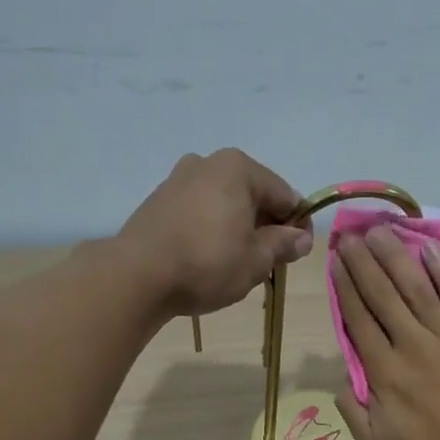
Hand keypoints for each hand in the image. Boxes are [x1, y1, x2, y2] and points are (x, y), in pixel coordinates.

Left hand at [118, 149, 314, 315]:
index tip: (298, 253)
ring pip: (225, 203)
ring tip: (238, 263)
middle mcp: (208, 163)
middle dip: (266, 225)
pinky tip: (209, 258)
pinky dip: (212, 229)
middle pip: (253, 195)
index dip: (297, 225)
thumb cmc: (208, 263)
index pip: (285, 195)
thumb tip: (301, 238)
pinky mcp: (159, 201)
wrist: (137, 276)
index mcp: (239, 168)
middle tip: (269, 262)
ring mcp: (179, 179)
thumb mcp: (256, 260)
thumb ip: (283, 244)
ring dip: (239, 228)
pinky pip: (200, 211)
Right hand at [332, 226, 439, 439]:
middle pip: (383, 295)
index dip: (345, 287)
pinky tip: (430, 249)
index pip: (358, 319)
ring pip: (417, 288)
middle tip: (352, 234)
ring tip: (382, 231)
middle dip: (364, 262)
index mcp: (385, 372)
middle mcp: (412, 345)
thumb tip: (342, 380)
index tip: (336, 260)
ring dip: (397, 257)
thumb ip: (353, 411)